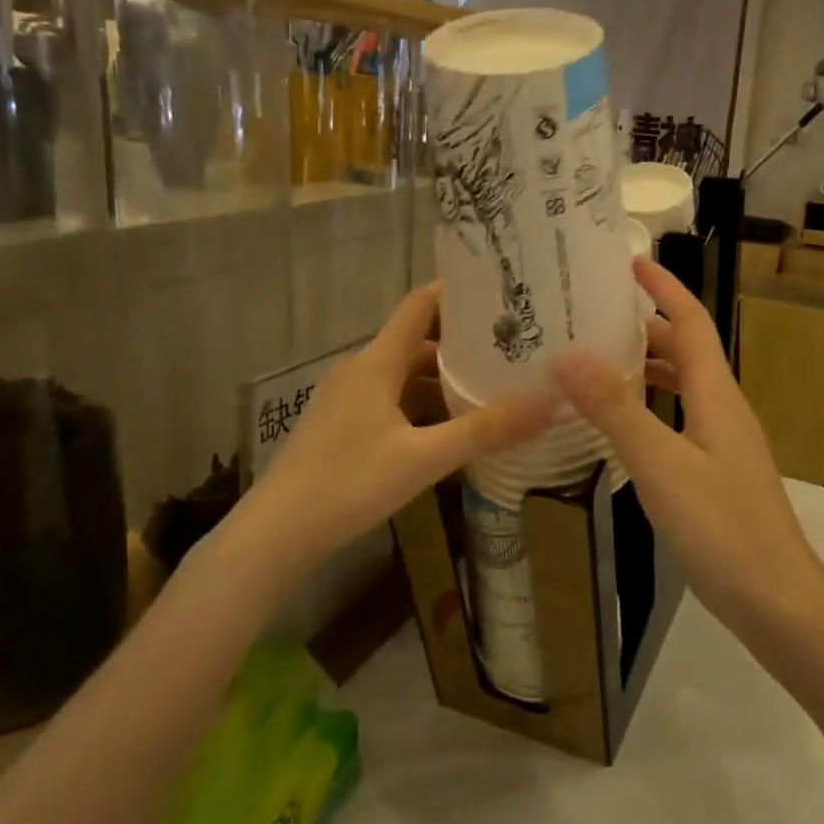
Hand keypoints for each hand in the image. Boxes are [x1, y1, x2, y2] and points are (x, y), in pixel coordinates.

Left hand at [238, 282, 553, 582]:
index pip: (418, 306)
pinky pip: (391, 402)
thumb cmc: (348, 484)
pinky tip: (449, 430)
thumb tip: (548, 405)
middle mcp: (359, 371)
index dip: (454, 291)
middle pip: (416, 343)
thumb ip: (484, 431)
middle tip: (510, 348)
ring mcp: (346, 400)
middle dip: (461, 345)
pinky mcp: (340, 428)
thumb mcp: (423, 459)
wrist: (275, 535)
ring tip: (490, 388)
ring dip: (442, 381)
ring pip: (403, 377)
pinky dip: (422, 407)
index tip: (496, 289)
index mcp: (375, 363)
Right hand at [553, 259, 823, 628]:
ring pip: (683, 388)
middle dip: (647, 327)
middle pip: (686, 352)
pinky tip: (622, 428)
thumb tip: (570, 355)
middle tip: (595, 315)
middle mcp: (723, 409)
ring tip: (598, 362)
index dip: (665, 289)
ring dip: (647, 368)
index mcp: (716, 395)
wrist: (777, 601)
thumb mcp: (661, 465)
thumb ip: (616, 410)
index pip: (691, 323)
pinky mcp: (718, 473)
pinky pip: (680, 421)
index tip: (631, 262)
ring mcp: (723, 443)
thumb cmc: (722, 528)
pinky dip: (650, 409)